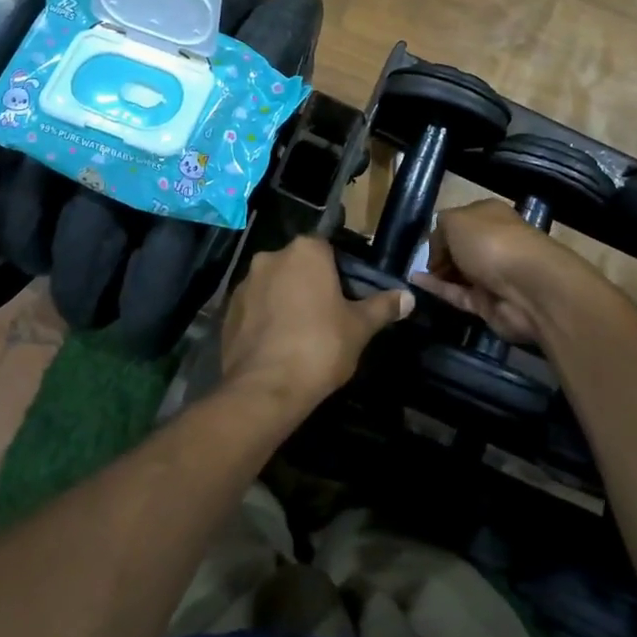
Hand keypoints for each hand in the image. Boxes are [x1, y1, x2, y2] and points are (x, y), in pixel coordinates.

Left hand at [220, 237, 411, 414]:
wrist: (266, 388)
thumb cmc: (321, 346)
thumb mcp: (359, 328)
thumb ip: (382, 307)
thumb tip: (409, 297)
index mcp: (305, 251)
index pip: (326, 248)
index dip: (338, 271)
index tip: (346, 296)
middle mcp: (271, 256)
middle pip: (297, 265)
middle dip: (309, 283)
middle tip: (326, 315)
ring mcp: (244, 283)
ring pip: (273, 285)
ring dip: (284, 299)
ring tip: (299, 334)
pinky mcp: (227, 310)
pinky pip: (253, 307)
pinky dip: (264, 319)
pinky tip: (276, 345)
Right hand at [412, 200, 586, 345]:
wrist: (527, 287)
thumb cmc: (490, 242)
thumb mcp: (454, 220)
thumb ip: (439, 229)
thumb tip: (437, 249)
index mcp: (490, 216)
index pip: (461, 221)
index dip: (441, 231)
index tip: (424, 243)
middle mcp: (494, 242)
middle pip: (461, 248)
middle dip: (440, 254)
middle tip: (418, 261)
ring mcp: (493, 274)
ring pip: (460, 273)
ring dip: (437, 274)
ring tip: (411, 274)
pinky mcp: (488, 303)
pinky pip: (458, 294)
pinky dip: (438, 289)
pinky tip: (416, 283)